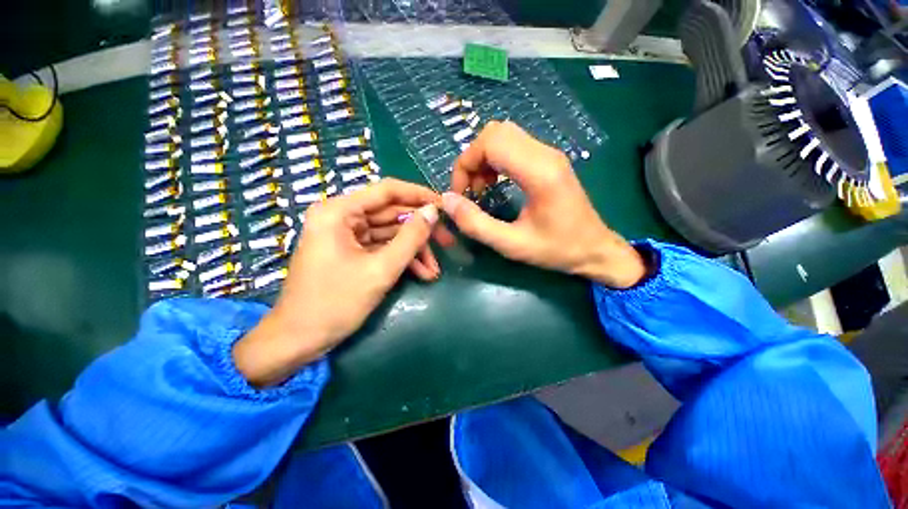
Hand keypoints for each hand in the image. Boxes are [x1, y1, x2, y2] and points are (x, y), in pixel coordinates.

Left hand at [234, 179, 440, 385]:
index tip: (444, 206)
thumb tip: (433, 212)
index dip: (419, 195)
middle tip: (447, 242)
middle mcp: (341, 217)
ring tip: (434, 271)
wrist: (299, 340)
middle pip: (391, 214)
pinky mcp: (351, 252)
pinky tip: (421, 273)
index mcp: (339, 211)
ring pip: (390, 233)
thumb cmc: (335, 303)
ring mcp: (346, 235)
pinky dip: (402, 259)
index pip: (387, 191)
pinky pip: (383, 248)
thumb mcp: (380, 269)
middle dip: (420, 231)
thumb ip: (410, 238)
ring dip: (414, 250)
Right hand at [442, 120, 645, 288]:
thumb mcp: (511, 245)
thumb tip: (447, 201)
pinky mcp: (548, 160)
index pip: (491, 142)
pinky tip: (494, 183)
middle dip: (472, 159)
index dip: (466, 164)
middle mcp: (545, 154)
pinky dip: (495, 160)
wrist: (594, 249)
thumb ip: (476, 224)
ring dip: (483, 159)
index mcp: (539, 172)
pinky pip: (513, 145)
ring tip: (480, 189)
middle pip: (495, 132)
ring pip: (503, 135)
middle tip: (469, 190)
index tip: (460, 193)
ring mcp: (549, 154)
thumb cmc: (556, 250)